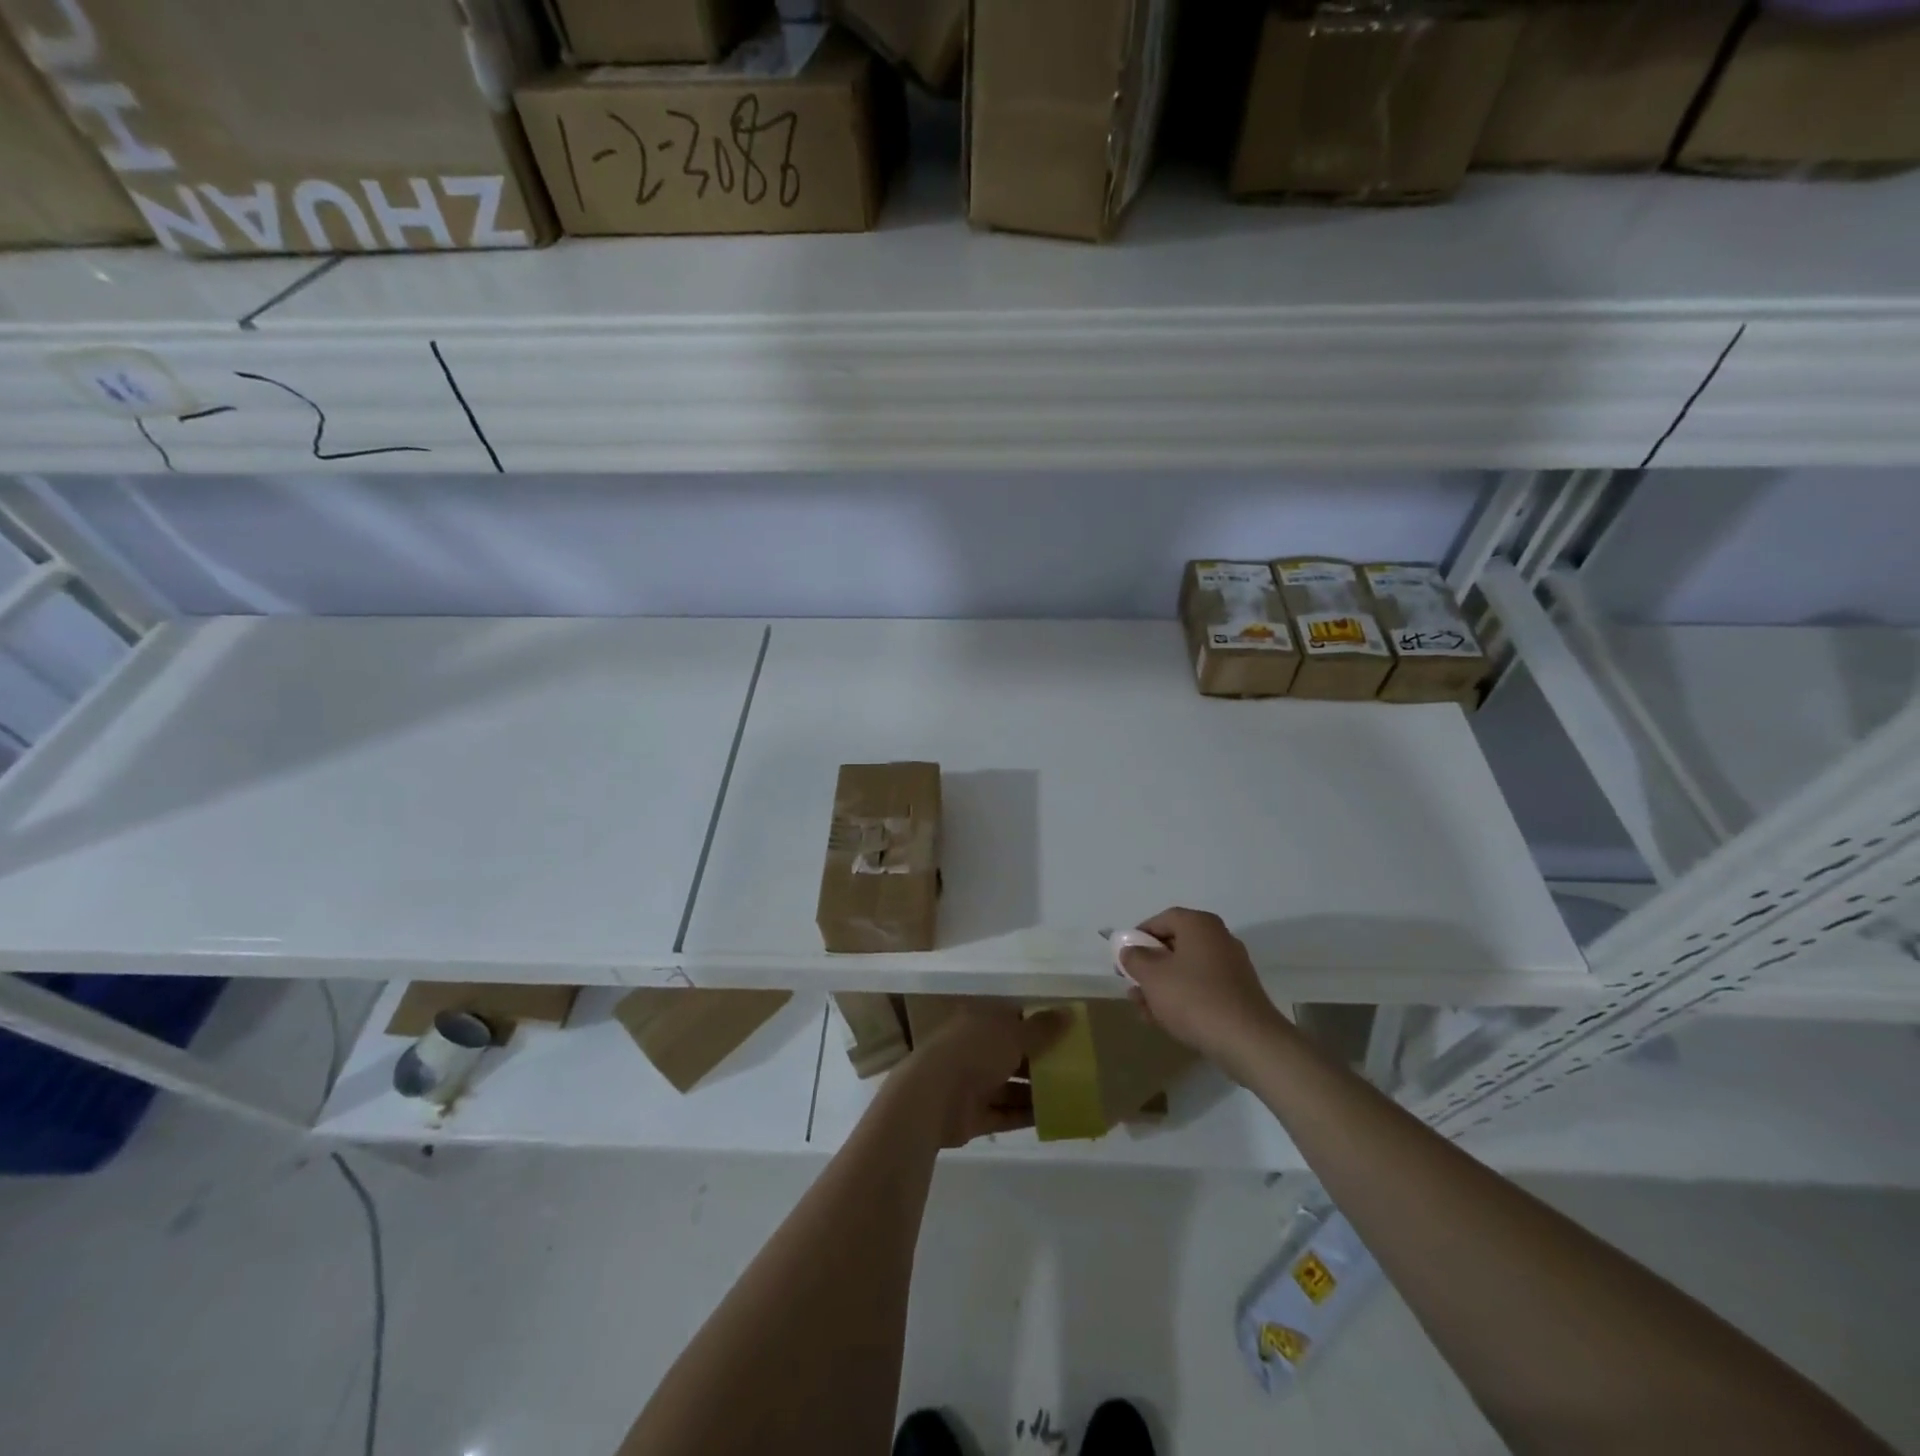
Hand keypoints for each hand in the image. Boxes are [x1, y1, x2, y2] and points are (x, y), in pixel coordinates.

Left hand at [890, 1003, 1068, 1147]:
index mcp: (980, 1021)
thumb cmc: (974, 1052)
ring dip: (1036, 1091)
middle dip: (1040, 1061)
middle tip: (1075, 1068)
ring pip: (1011, 1086)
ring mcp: (973, 1083)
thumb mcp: (1013, 1034)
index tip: (1067, 1033)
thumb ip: (1042, 1028)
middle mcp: (975, 1049)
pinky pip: (1006, 1114)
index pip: (1012, 1019)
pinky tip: (1055, 1118)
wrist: (932, 1097)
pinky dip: (1026, 1116)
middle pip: (1013, 1054)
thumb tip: (1070, 1013)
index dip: (1038, 1025)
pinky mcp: (974, 1115)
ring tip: (1072, 1095)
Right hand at [1119, 907, 1288, 1075]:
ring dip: (1161, 987)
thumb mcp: (1152, 976)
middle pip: (1174, 946)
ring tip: (1143, 1009)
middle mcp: (1218, 939)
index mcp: (1199, 925)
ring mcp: (1231, 967)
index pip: (1161, 919)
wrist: (1248, 1041)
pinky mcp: (1237, 994)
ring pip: (1186, 971)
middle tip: (1131, 985)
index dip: (1138, 936)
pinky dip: (1182, 998)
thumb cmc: (1194, 998)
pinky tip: (1164, 1020)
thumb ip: (1135, 958)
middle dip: (1149, 966)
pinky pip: (1202, 988)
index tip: (1124, 957)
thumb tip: (1131, 950)